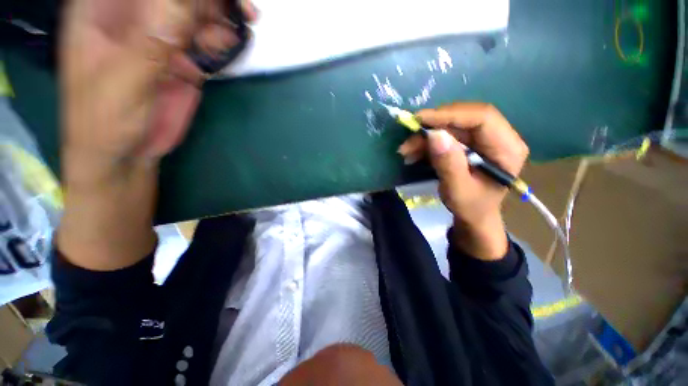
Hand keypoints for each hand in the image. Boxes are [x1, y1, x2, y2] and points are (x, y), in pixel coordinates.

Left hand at [58, 0, 255, 270]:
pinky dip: (221, 40)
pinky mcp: (181, 60)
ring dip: (220, 16)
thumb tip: (187, 2)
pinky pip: (205, 41)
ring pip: (195, 12)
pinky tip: (230, 44)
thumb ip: (154, 39)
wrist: (126, 153)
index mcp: (105, 6)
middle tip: (242, 6)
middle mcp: (135, 15)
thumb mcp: (125, 76)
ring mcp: (160, 37)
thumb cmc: (106, 118)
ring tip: (242, 25)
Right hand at [397, 103, 528, 259]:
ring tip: (406, 150)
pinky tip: (413, 153)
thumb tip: (434, 135)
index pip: (482, 118)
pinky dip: (426, 142)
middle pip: (464, 118)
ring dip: (426, 137)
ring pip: (451, 126)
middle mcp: (498, 136)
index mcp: (507, 148)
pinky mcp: (468, 143)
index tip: (420, 120)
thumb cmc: (471, 207)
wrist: (473, 215)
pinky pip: (445, 135)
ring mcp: (482, 138)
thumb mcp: (458, 190)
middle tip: (409, 139)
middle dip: (433, 127)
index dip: (450, 115)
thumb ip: (449, 164)